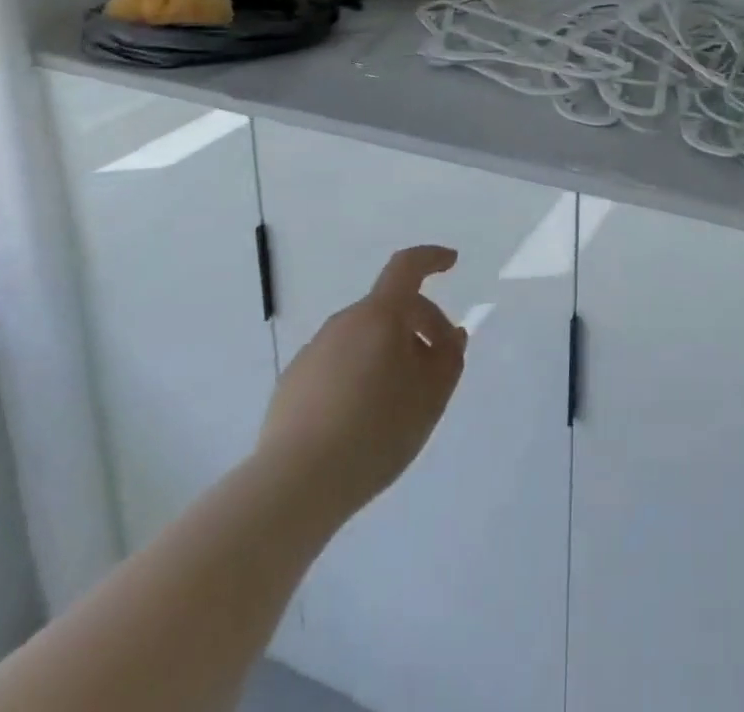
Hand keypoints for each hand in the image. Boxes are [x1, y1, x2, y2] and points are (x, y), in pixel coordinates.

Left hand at [254, 245, 466, 524]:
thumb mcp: (431, 396)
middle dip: (420, 326)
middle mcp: (344, 323)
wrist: (295, 484)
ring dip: (389, 354)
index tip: (450, 262)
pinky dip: (359, 376)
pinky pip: (338, 365)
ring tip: (401, 402)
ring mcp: (314, 352)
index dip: (431, 258)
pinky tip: (363, 420)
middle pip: (390, 308)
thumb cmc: (376, 431)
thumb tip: (450, 336)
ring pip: (364, 339)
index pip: (407, 267)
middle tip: (439, 366)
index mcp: (379, 316)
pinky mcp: (293, 384)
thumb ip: (449, 358)